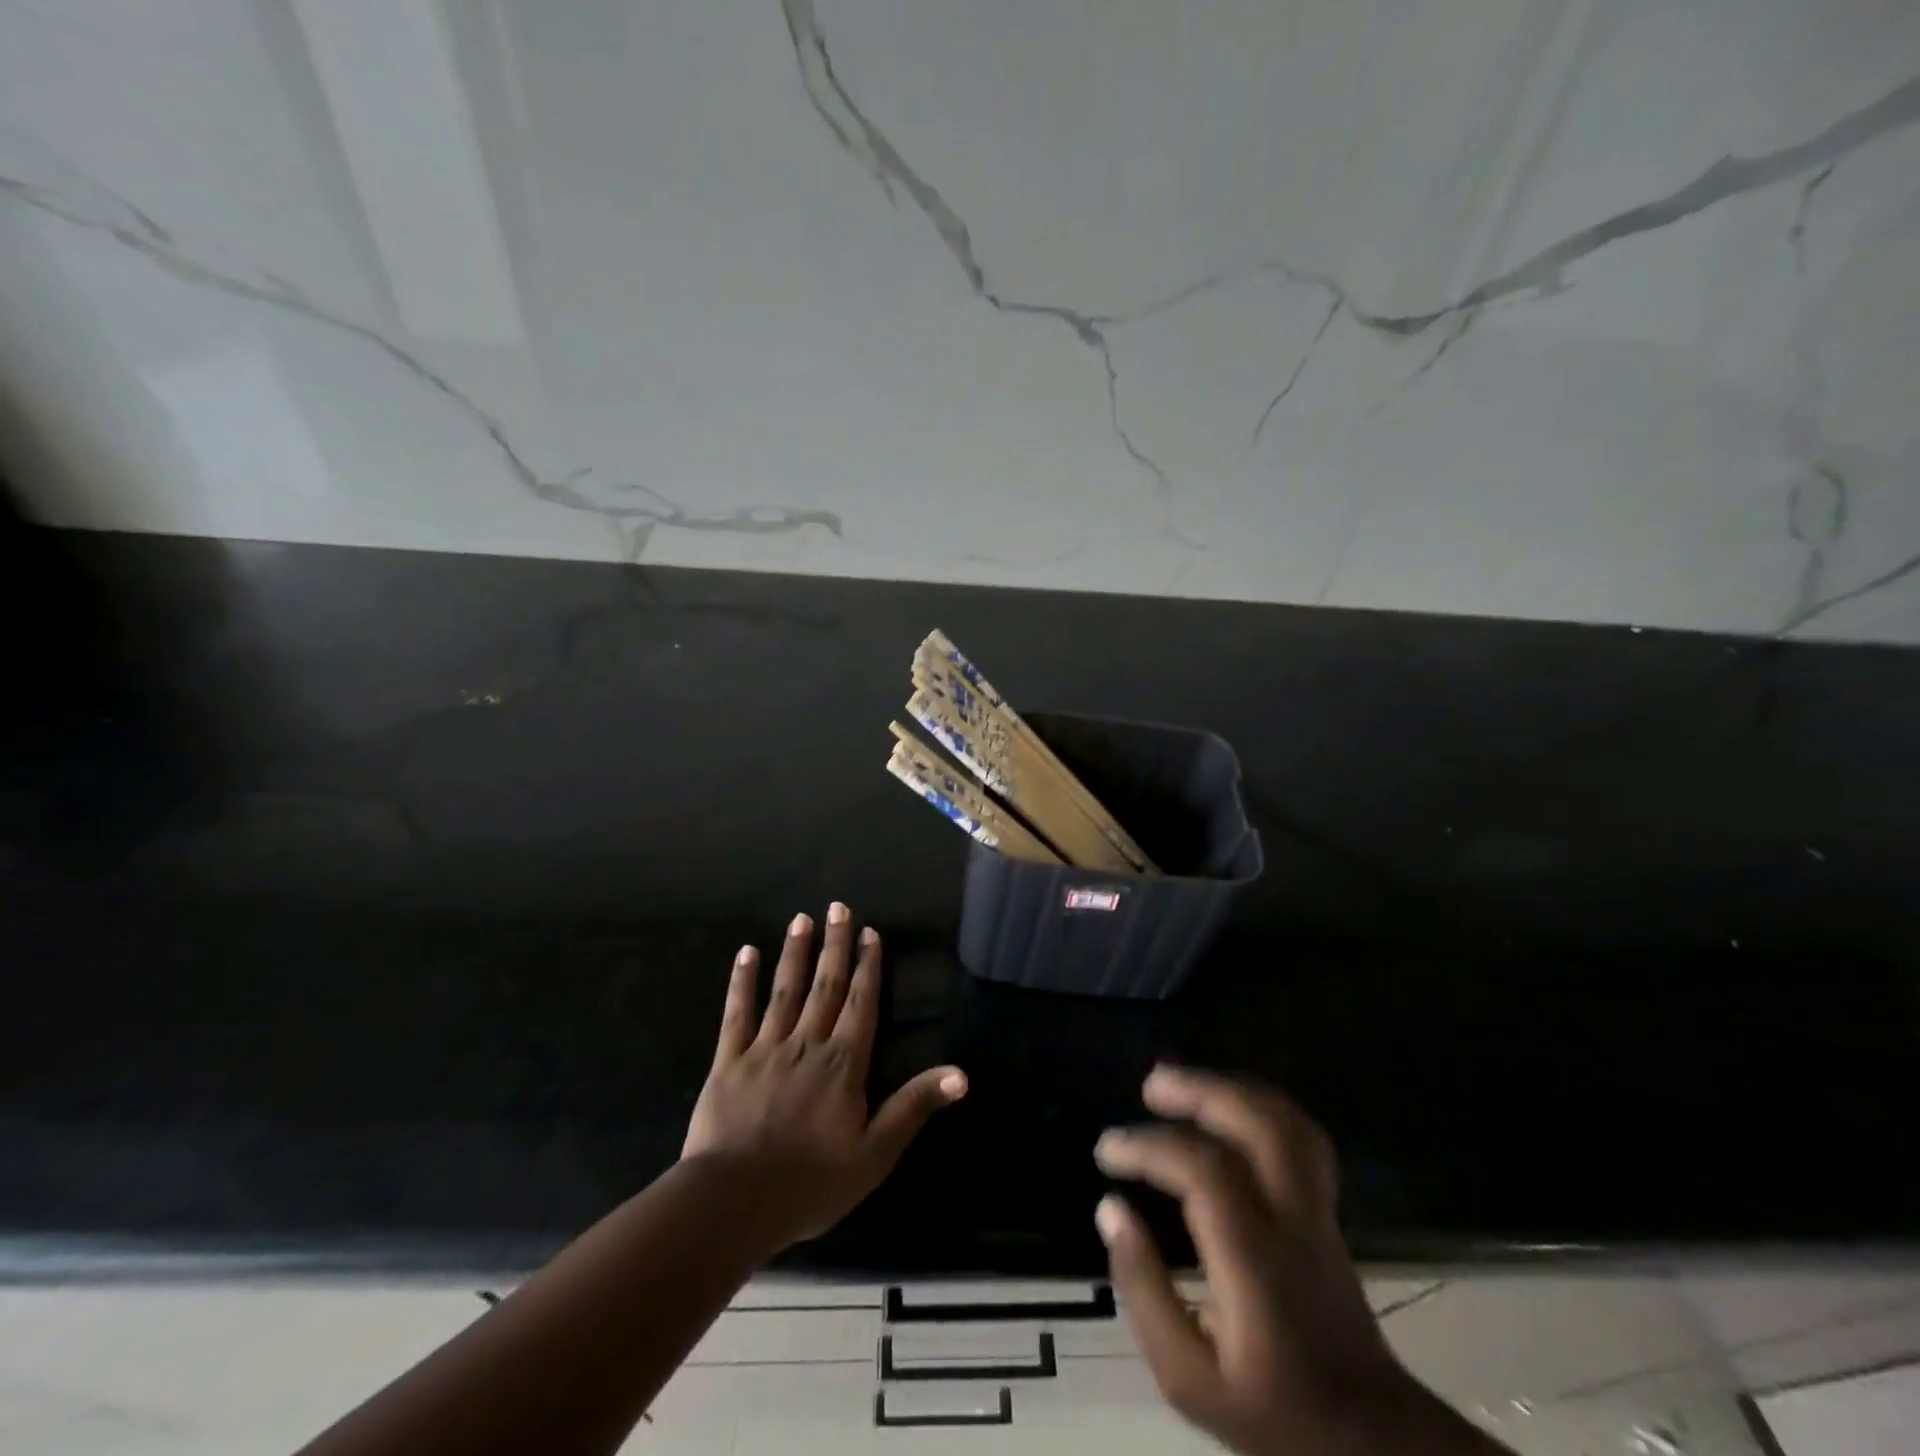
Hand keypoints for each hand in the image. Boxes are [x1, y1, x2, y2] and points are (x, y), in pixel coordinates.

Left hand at [682, 903, 966, 1249]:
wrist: (734, 1203)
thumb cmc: (810, 1183)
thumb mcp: (875, 1153)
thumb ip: (914, 1106)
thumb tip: (961, 1074)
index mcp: (843, 1063)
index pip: (861, 1003)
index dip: (867, 966)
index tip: (869, 932)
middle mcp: (807, 1043)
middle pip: (825, 985)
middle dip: (834, 944)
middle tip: (838, 906)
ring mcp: (765, 1048)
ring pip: (785, 991)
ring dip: (795, 953)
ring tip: (801, 919)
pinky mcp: (729, 1061)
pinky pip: (737, 1014)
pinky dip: (742, 982)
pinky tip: (746, 953)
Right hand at [1095, 1067, 1507, 1455]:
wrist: (1370, 1439)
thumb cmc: (1272, 1412)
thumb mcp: (1188, 1379)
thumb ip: (1143, 1291)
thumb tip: (1110, 1208)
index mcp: (1257, 1263)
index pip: (1205, 1172)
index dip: (1150, 1147)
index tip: (1107, 1152)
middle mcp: (1293, 1222)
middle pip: (1257, 1126)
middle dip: (1200, 1091)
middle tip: (1151, 1085)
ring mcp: (1317, 1211)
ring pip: (1285, 1122)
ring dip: (1231, 1088)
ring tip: (1184, 1082)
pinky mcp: (1326, 1209)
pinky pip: (1300, 1136)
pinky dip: (1260, 1105)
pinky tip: (1228, 1106)